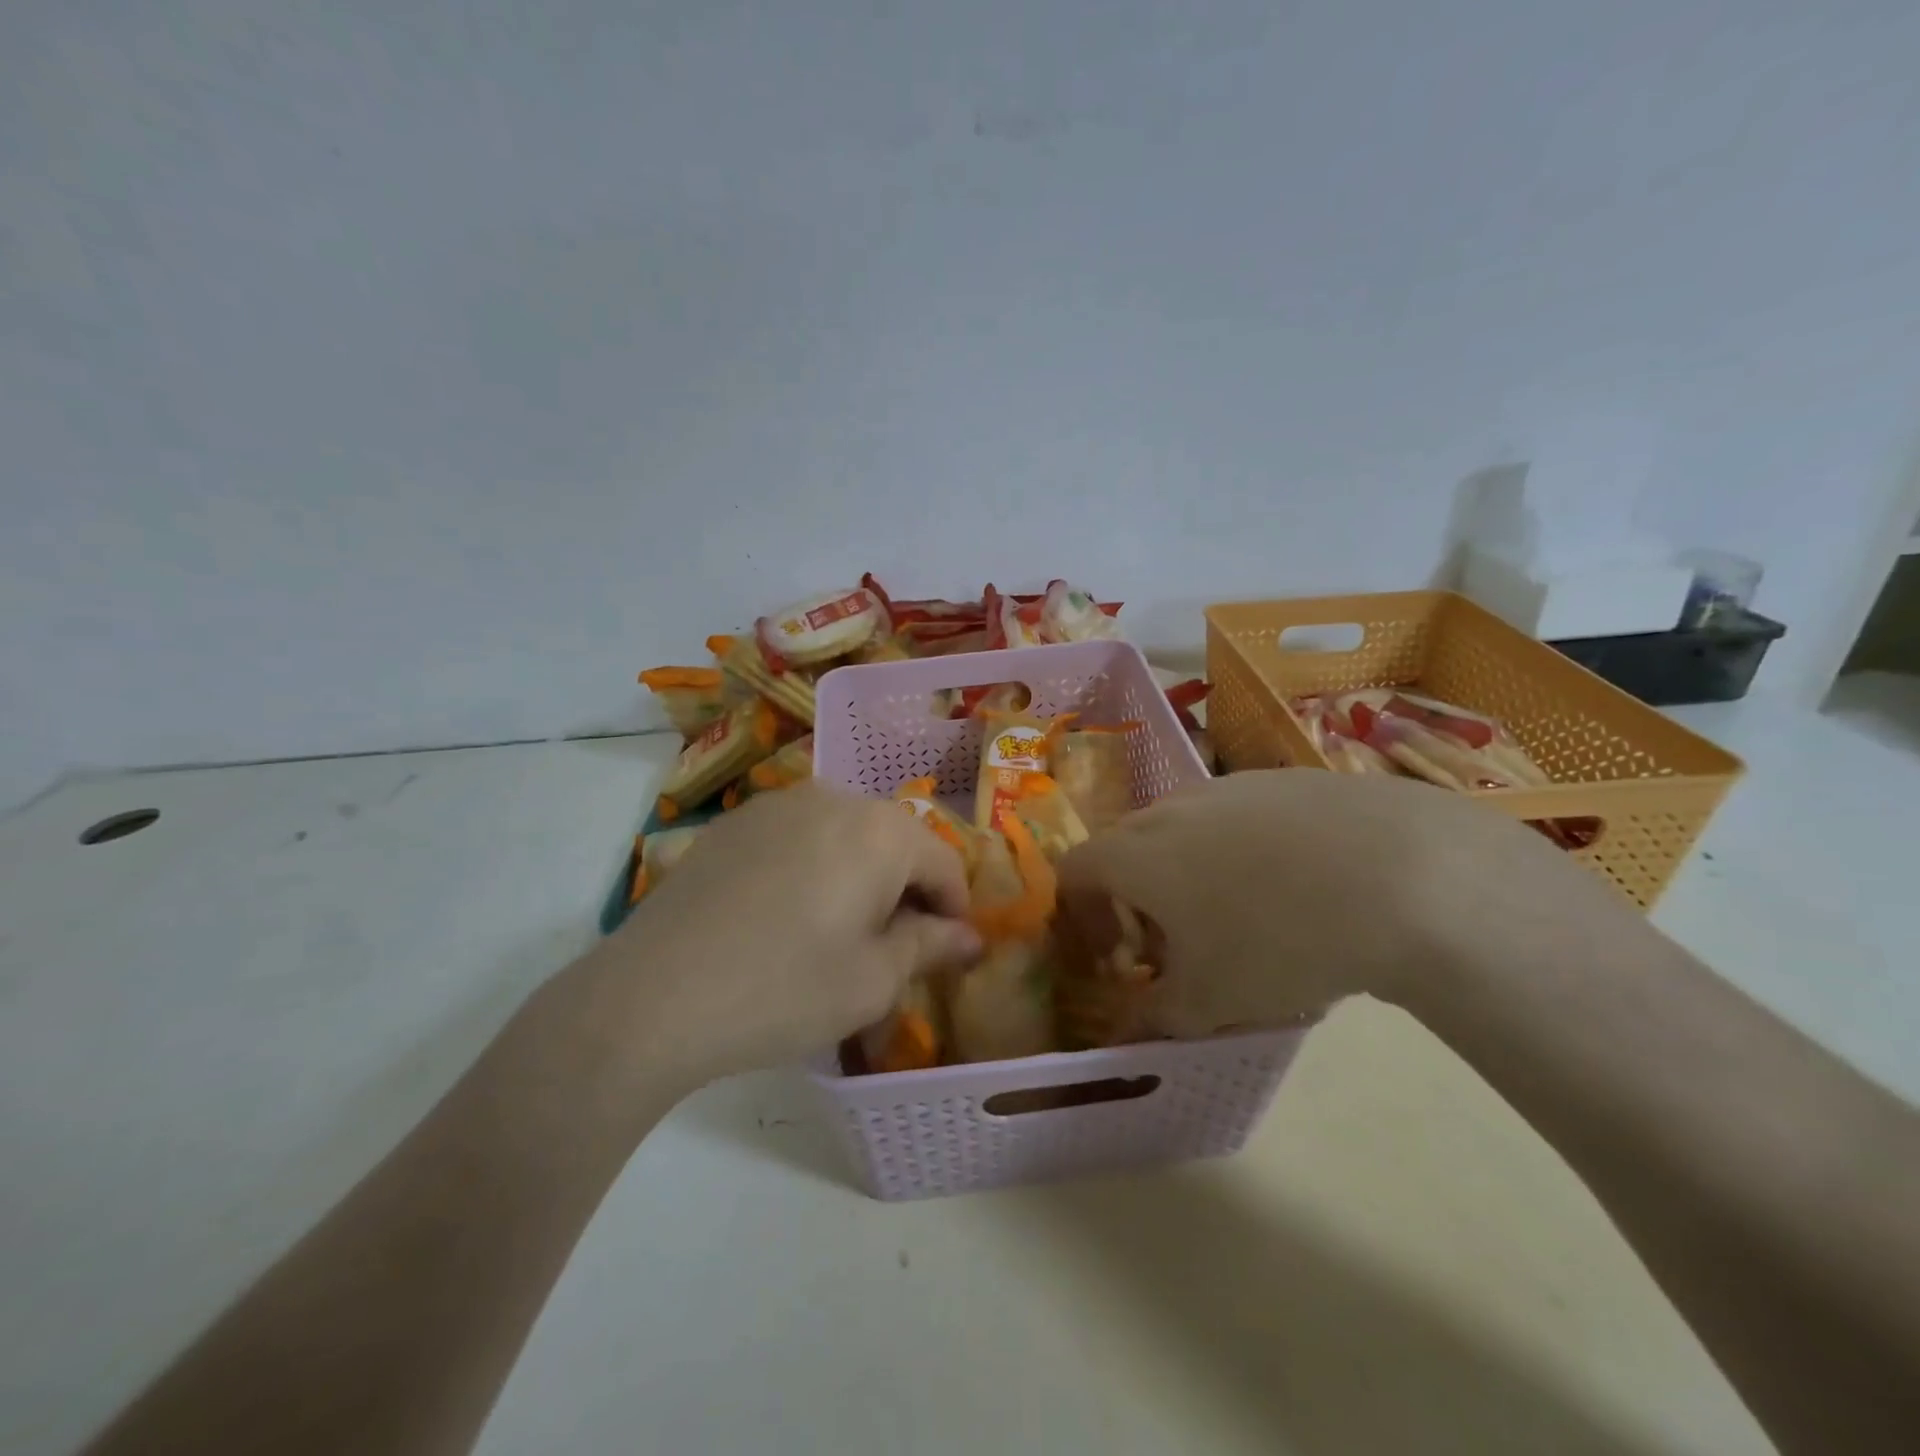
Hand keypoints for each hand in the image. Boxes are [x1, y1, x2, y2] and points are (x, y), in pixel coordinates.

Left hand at [564, 781, 980, 1095]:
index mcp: (880, 831)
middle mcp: (834, 798)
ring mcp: (778, 803)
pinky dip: (813, 867)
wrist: (654, 995)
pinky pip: (798, 837)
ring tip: (836, 931)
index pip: (944, 861)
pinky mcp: (735, 822)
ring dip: (859, 875)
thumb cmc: (785, 990)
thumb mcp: (873, 980)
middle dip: (905, 890)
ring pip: (845, 835)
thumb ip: (930, 946)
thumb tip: (969, 936)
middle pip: (894, 841)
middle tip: (891, 948)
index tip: (946, 953)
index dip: (954, 909)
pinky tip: (785, 915)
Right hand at [1056, 769, 1634, 1036]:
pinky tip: (1297, 887)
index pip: (1073, 871)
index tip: (1115, 959)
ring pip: (1184, 829)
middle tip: (1175, 947)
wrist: (1402, 874)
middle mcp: (1169, 808)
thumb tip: (1124, 1038)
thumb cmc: (1277, 941)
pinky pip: (1238, 817)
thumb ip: (1153, 1019)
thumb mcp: (1210, 1001)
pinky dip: (1240, 850)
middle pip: (1126, 848)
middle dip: (1135, 899)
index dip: (1080, 916)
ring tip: (1239, 919)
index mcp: (1134, 853)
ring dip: (1187, 873)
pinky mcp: (1283, 780)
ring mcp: (1227, 787)